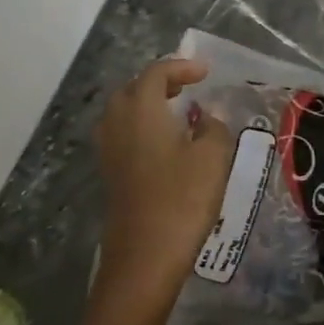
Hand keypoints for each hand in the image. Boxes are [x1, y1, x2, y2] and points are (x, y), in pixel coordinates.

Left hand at [92, 57, 232, 308]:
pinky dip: (141, 126)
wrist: (145, 257)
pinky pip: (122, 134)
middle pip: (132, 88)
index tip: (205, 72)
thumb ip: (213, 127)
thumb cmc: (182, 199)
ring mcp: (109, 151)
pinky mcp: (110, 174)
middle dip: (159, 82)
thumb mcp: (213, 157)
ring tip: (176, 112)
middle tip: (187, 87)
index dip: (181, 67)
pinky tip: (165, 143)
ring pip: (123, 112)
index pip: (156, 73)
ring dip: (147, 104)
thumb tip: (206, 118)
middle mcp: (118, 123)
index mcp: (141, 109)